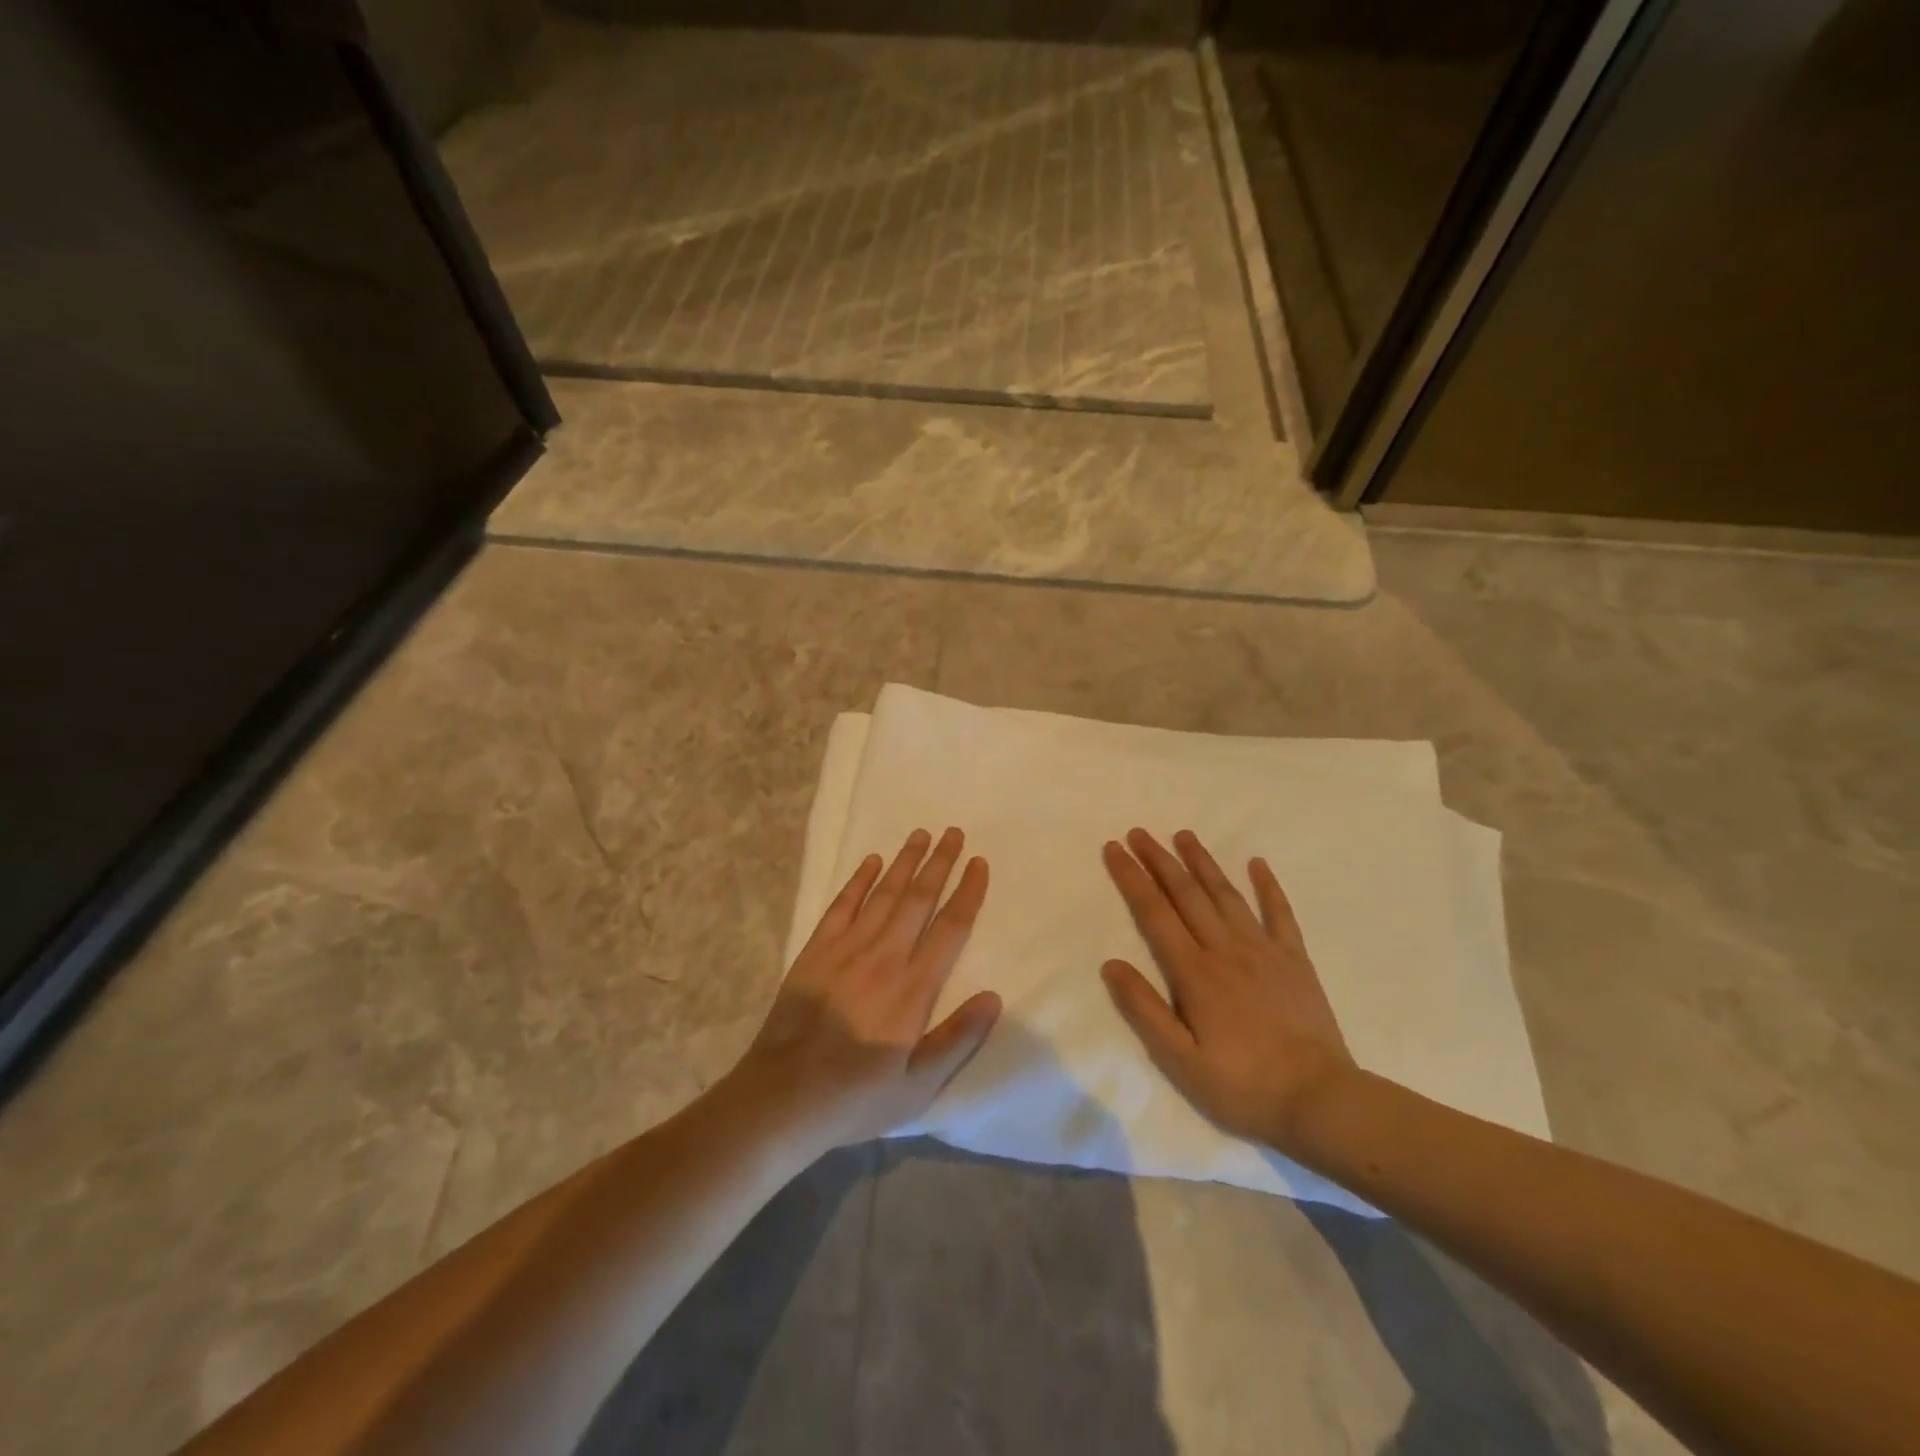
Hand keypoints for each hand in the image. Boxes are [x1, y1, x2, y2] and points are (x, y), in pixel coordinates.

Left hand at [730, 828, 1001, 1154]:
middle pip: (919, 899)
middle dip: (940, 863)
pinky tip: (872, 862)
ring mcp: (846, 949)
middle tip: (954, 832)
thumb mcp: (918, 1087)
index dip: (968, 892)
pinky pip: (842, 905)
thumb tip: (994, 997)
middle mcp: (884, 957)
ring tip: (921, 834)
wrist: (782, 1097)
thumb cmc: (856, 1098)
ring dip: (905, 862)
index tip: (980, 863)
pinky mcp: (815, 951)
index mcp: (913, 988)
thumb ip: (957, 1040)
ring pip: (884, 894)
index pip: (950, 928)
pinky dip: (859, 880)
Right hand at [1101, 828, 1356, 1151]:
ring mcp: (1264, 950)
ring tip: (1184, 835)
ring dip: (1203, 862)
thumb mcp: (1180, 1059)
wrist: (1319, 1100)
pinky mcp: (1295, 960)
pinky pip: (1280, 913)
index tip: (1114, 849)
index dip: (1132, 878)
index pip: (1154, 913)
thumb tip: (1110, 963)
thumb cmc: (1241, 1085)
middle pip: (1186, 894)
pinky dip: (1268, 886)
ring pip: (1226, 894)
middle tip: (1139, 832)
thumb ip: (1144, 1009)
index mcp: (1194, 972)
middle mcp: (1225, 949)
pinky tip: (1258, 863)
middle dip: (1159, 860)